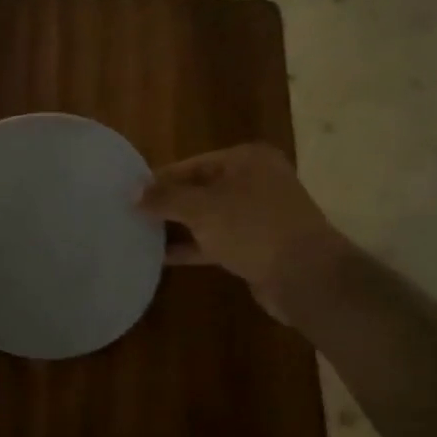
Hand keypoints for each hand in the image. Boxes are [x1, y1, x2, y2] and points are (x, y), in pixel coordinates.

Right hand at [139, 143, 344, 321]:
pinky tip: (163, 257)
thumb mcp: (201, 208)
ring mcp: (259, 215)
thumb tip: (133, 193)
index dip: (160, 179)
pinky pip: (217, 241)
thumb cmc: (252, 228)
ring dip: (178, 227)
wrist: (306, 276)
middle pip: (200, 188)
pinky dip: (193, 246)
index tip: (130, 194)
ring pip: (208, 217)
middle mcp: (255, 181)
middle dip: (168, 203)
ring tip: (140, 234)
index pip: (192, 164)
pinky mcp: (258, 246)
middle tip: (132, 214)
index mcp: (246, 160)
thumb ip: (165, 198)